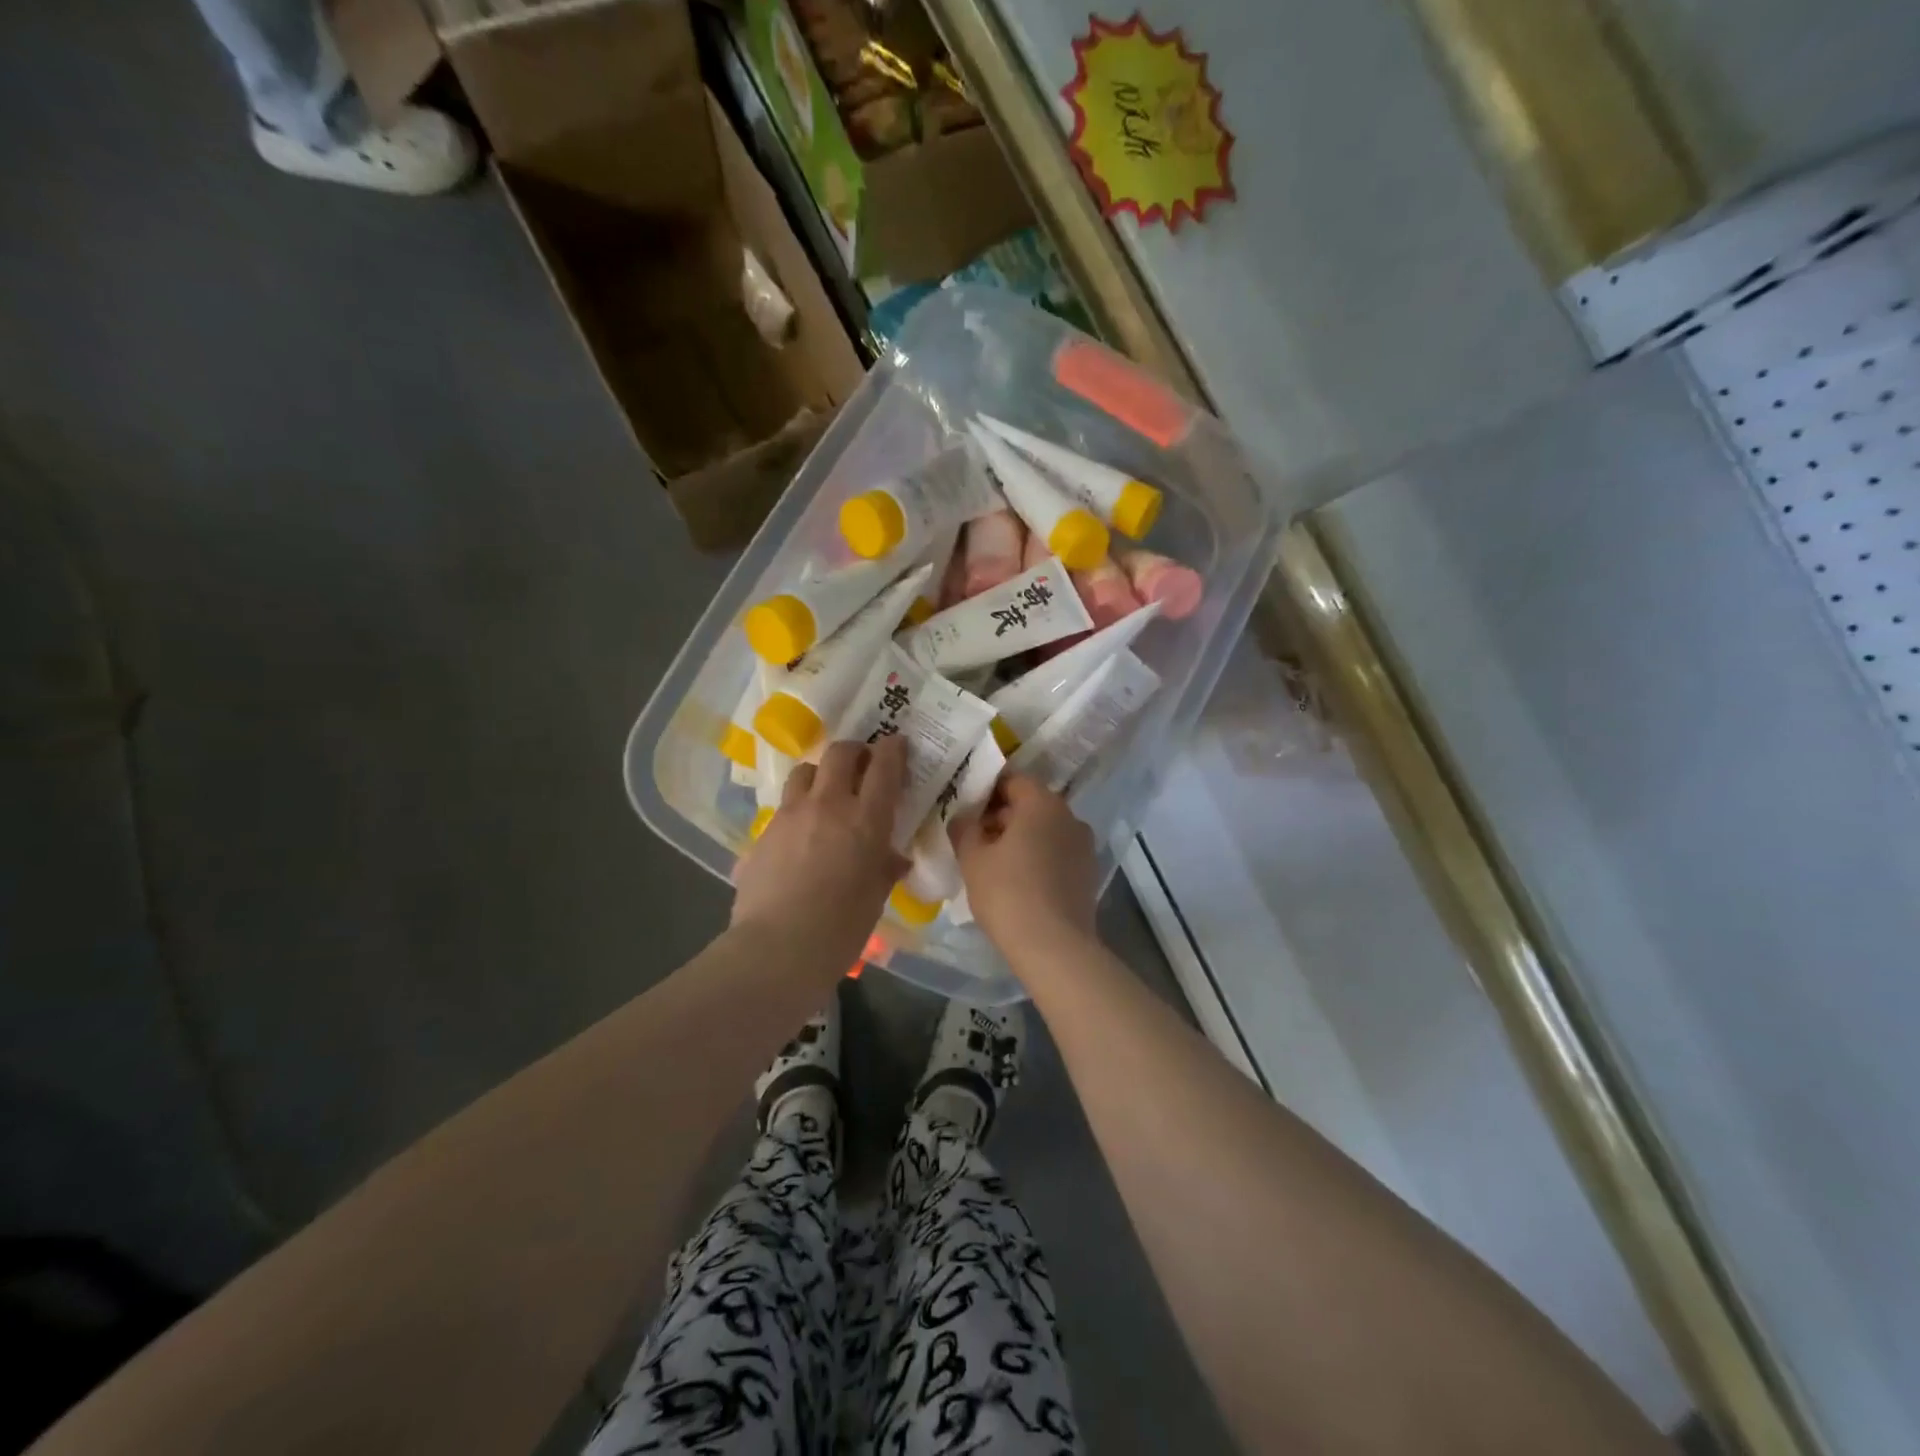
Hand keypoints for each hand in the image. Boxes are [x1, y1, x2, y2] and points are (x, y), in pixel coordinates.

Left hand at [733, 737, 908, 947]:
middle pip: (839, 753)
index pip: (883, 766)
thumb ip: (885, 868)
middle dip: (854, 751)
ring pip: (805, 771)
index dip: (892, 749)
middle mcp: (828, 804)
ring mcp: (790, 815)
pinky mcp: (763, 832)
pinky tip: (800, 835)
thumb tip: (893, 858)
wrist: (777, 948)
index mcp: (865, 819)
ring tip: (826, 793)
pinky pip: (784, 807)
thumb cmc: (841, 928)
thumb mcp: (875, 897)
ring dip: (820, 775)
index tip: (896, 744)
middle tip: (862, 764)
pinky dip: (798, 810)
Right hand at [950, 773, 1097, 956]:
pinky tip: (1020, 882)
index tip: (967, 810)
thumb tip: (963, 816)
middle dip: (1003, 816)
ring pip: (1046, 830)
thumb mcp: (972, 858)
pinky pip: (1058, 853)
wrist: (1054, 948)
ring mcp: (1084, 845)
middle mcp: (1069, 816)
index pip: (1013, 780)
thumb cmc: (1007, 894)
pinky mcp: (1089, 873)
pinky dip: (1039, 858)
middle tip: (976, 838)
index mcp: (1042, 803)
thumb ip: (964, 828)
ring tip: (995, 863)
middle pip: (1031, 804)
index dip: (987, 791)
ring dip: (1022, 838)